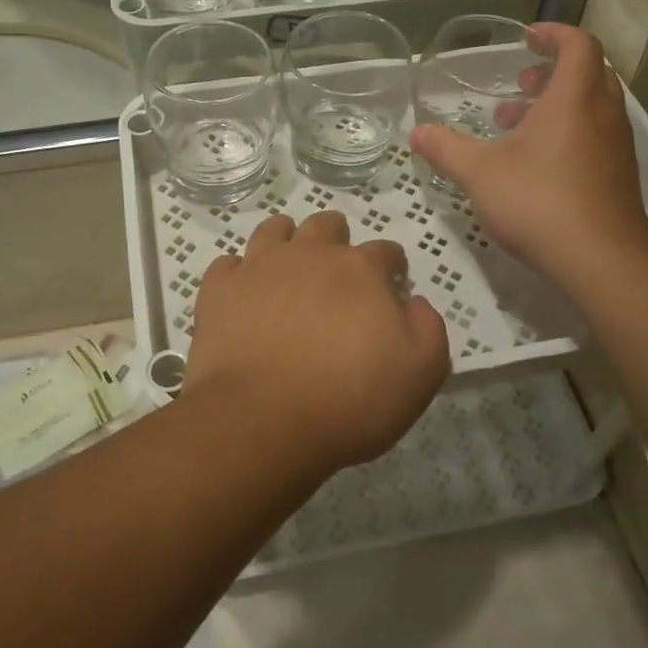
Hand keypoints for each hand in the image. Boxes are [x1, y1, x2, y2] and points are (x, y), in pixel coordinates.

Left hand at [180, 211, 450, 474]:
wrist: (262, 421)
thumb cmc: (349, 400)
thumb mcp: (420, 373)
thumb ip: (428, 329)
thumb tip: (414, 303)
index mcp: (360, 270)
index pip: (385, 251)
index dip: (392, 266)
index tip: (391, 285)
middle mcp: (309, 255)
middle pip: (326, 226)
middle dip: (337, 239)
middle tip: (337, 269)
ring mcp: (259, 267)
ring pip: (274, 230)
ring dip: (286, 239)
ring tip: (288, 264)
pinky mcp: (220, 290)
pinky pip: (228, 264)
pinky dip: (238, 272)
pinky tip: (243, 291)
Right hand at [409, 24, 647, 291]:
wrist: (600, 259)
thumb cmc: (538, 201)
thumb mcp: (479, 172)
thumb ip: (446, 149)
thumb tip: (417, 132)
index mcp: (575, 97)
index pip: (578, 44)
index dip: (554, 34)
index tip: (527, 38)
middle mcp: (604, 113)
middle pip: (589, 73)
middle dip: (552, 71)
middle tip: (520, 81)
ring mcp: (617, 146)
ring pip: (592, 106)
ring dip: (557, 104)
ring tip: (516, 123)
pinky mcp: (619, 175)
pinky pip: (595, 135)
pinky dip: (568, 131)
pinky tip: (534, 162)